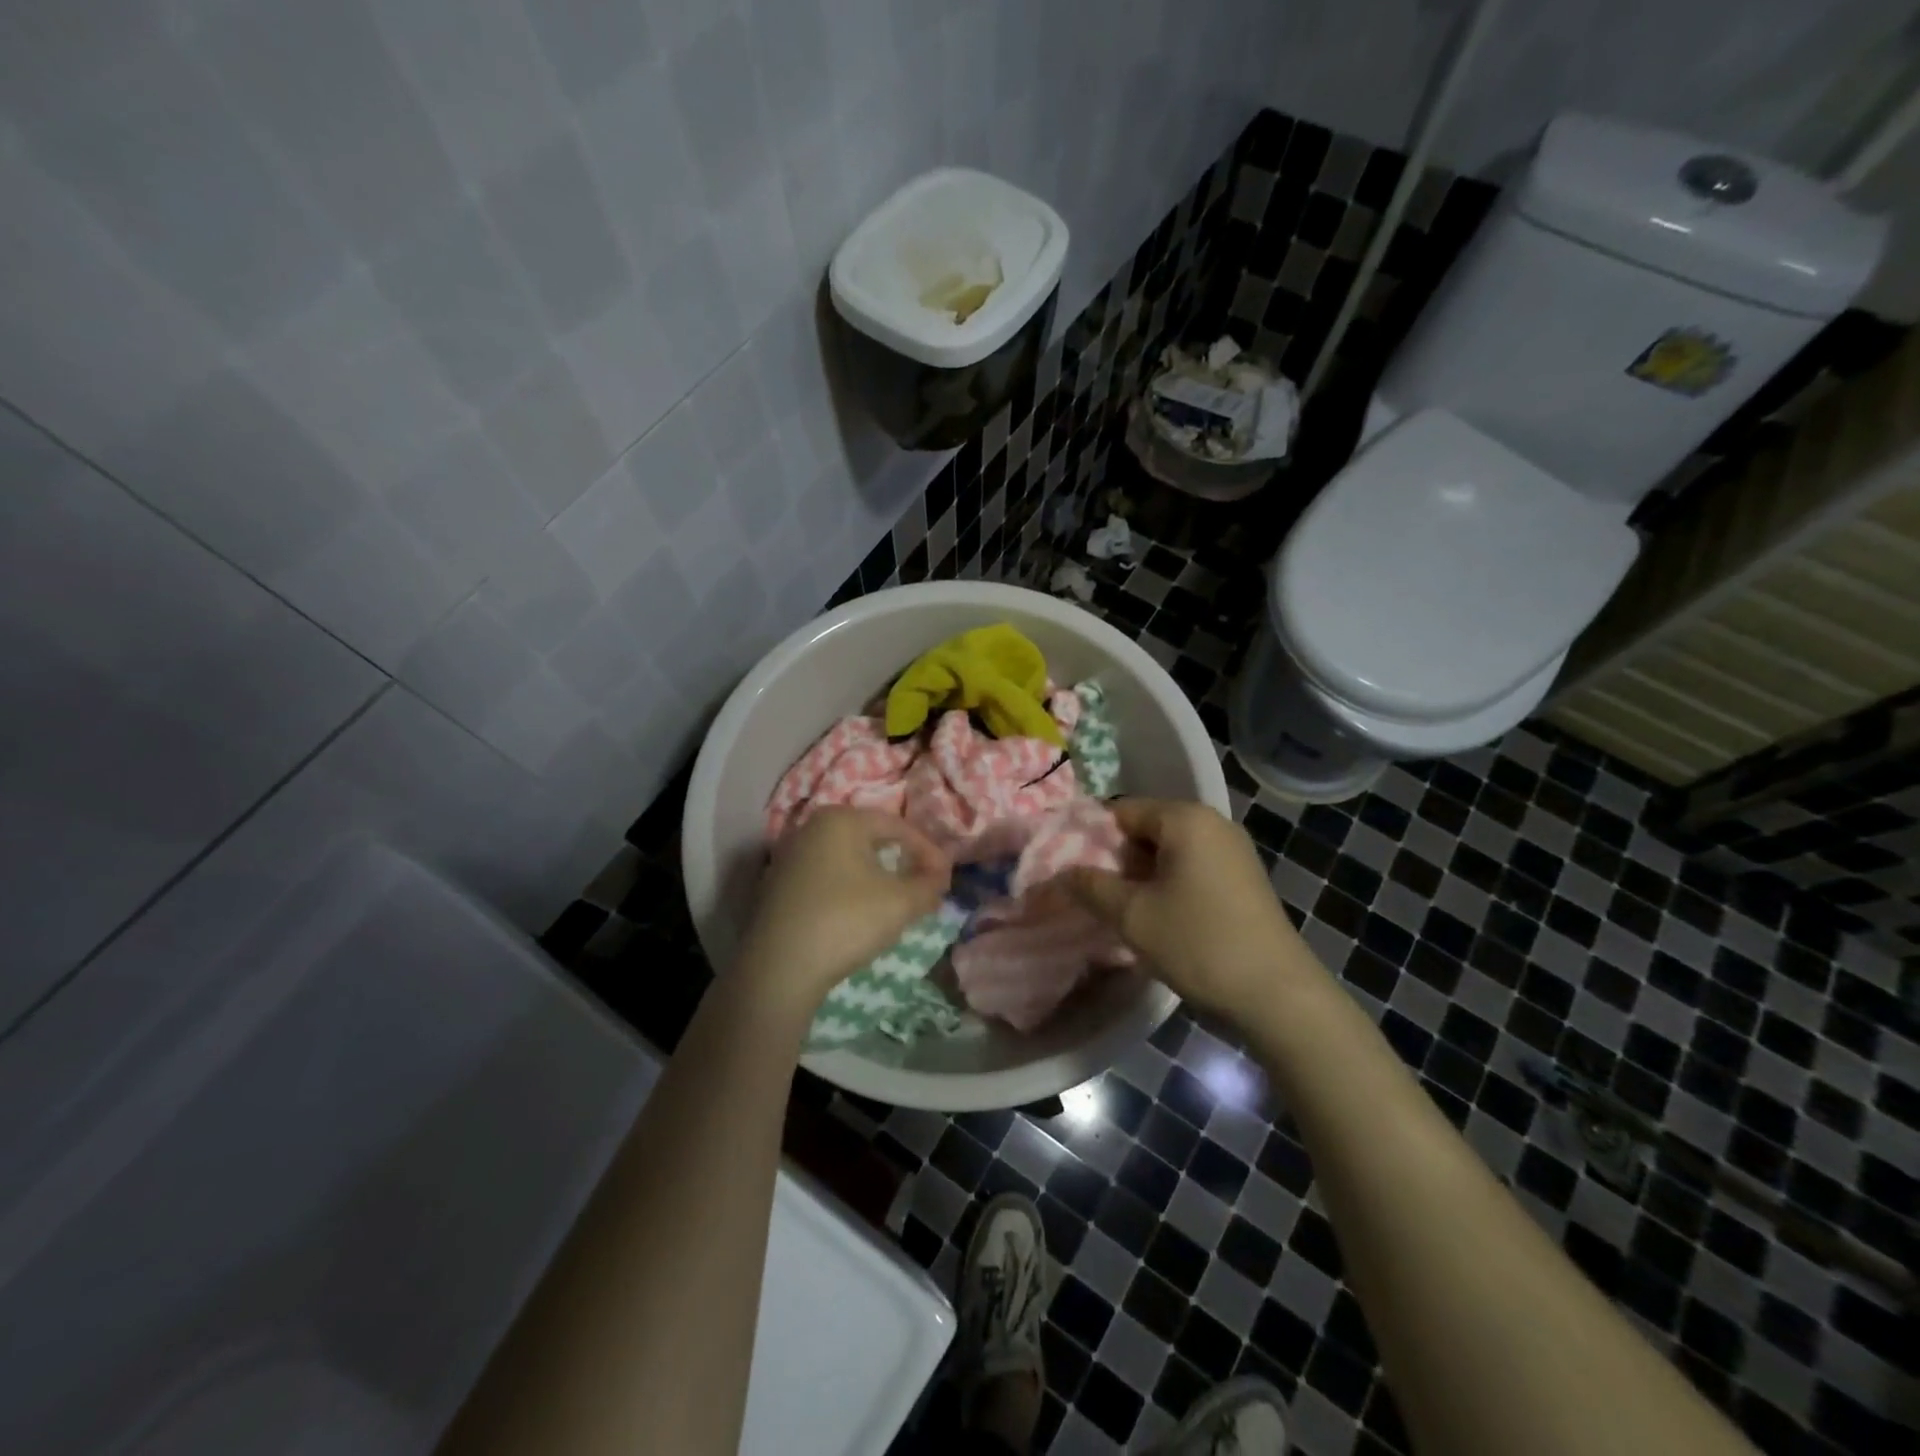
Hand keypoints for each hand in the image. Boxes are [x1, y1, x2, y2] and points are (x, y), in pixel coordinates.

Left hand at [735, 808, 952, 1017]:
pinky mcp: (778, 886)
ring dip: (877, 877)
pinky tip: (860, 915)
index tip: (947, 879)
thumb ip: (929, 885)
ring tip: (897, 902)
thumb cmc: (845, 920)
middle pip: (871, 839)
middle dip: (903, 862)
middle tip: (925, 886)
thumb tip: (940, 878)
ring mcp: (790, 857)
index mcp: (840, 819)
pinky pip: (827, 878)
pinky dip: (851, 890)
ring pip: (848, 860)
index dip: (928, 851)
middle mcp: (811, 828)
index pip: (897, 827)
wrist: (779, 968)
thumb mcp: (900, 903)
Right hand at [1064, 799, 1322, 1020]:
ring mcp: (1234, 851)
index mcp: (1185, 818)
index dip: (1091, 838)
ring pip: (1169, 852)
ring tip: (1122, 910)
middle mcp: (1213, 823)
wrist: (1278, 996)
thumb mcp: (1132, 916)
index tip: (1072, 870)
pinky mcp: (1244, 879)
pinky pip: (1192, 868)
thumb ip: (1091, 886)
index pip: (1122, 811)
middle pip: (1147, 829)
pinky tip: (1159, 919)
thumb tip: (1061, 872)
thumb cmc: (1198, 943)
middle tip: (1094, 895)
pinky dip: (1169, 885)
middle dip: (1117, 859)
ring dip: (1142, 876)